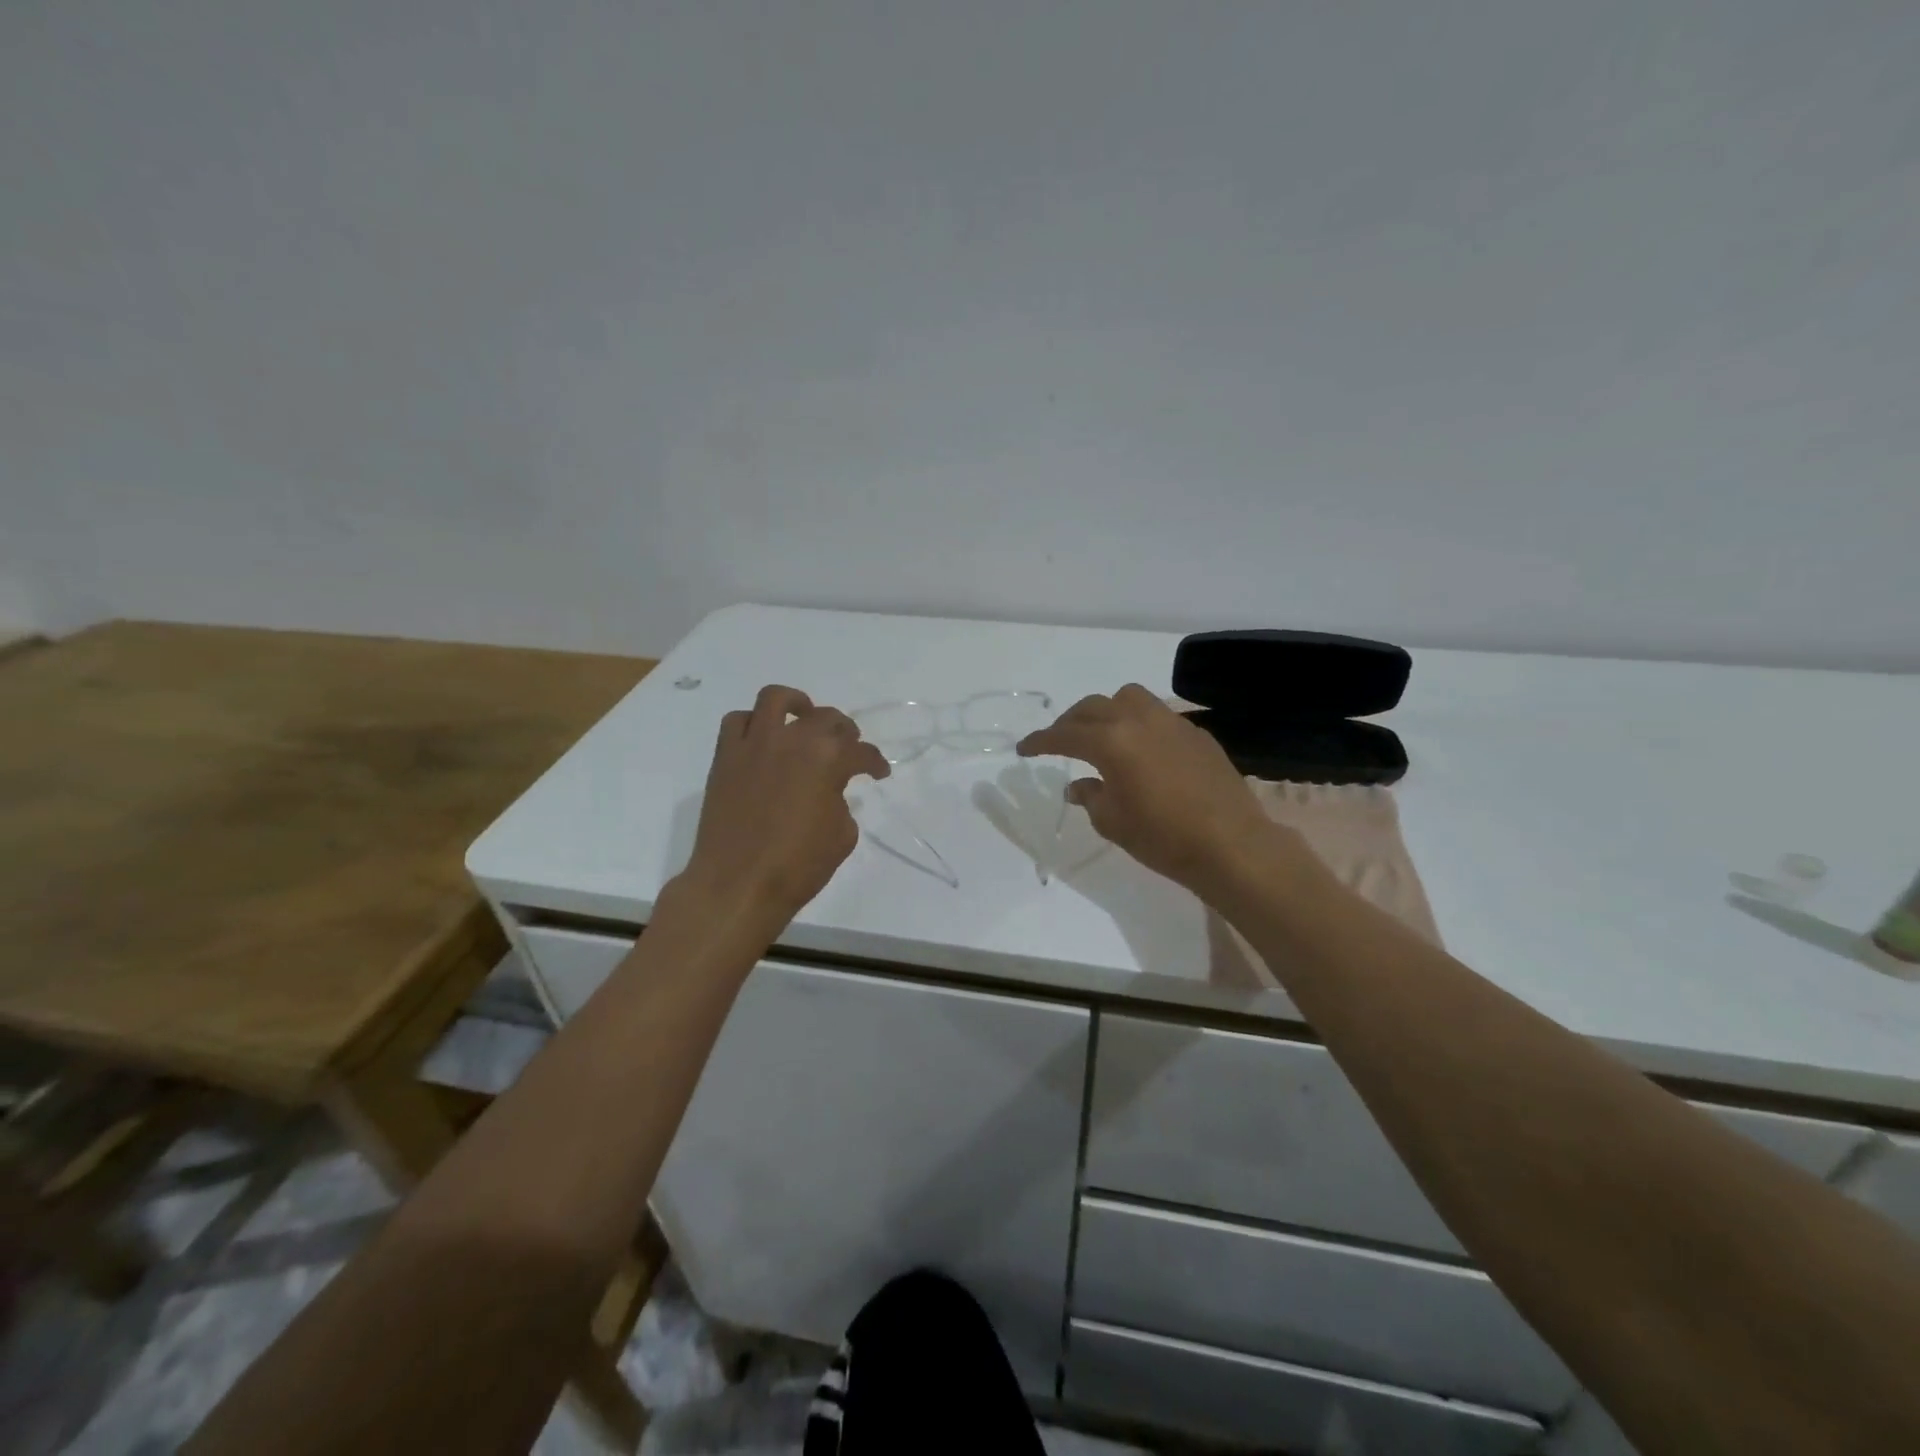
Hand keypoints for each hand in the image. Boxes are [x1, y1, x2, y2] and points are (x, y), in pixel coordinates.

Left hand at [679, 685, 889, 929]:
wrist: (738, 884)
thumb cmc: (798, 866)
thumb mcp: (842, 836)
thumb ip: (841, 802)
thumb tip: (828, 793)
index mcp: (829, 759)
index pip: (862, 752)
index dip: (875, 763)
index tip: (879, 772)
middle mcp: (793, 739)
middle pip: (826, 718)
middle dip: (844, 731)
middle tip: (848, 747)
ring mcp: (755, 743)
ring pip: (777, 699)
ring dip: (796, 704)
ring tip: (803, 718)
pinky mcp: (725, 756)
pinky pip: (737, 721)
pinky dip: (752, 724)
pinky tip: (762, 739)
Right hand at [1017, 684, 1282, 894]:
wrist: (1230, 844)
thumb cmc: (1162, 838)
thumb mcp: (1112, 822)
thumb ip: (1090, 796)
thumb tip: (1078, 785)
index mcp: (1111, 742)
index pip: (1064, 734)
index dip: (1040, 741)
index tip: (1023, 748)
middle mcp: (1138, 721)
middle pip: (1093, 707)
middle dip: (1070, 722)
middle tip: (1059, 740)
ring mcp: (1171, 722)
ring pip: (1129, 698)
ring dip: (1107, 711)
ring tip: (1103, 734)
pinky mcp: (1196, 733)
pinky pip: (1158, 715)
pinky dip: (1139, 724)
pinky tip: (1143, 750)